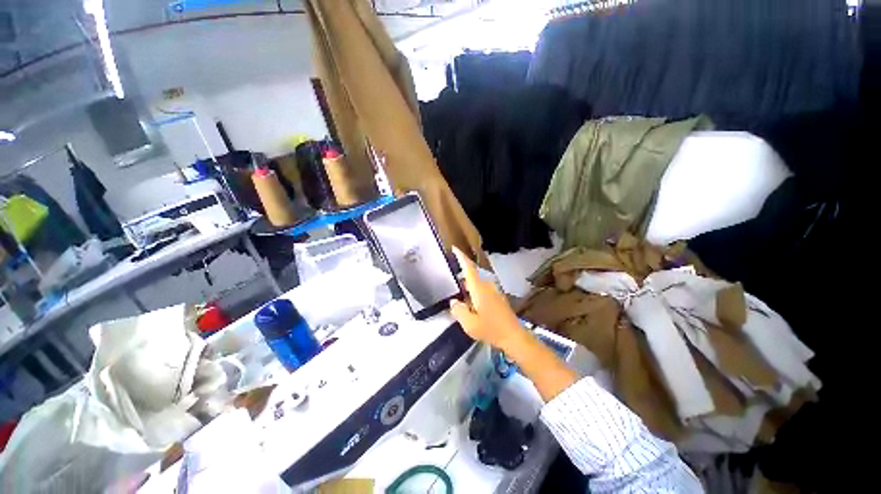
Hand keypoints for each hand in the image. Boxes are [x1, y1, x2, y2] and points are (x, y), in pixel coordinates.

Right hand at [449, 246, 525, 350]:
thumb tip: (454, 301)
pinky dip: (474, 291)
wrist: (514, 336)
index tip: (454, 248)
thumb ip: (459, 310)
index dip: (461, 257)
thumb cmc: (491, 329)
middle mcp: (487, 286)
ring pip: (478, 282)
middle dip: (462, 273)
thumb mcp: (469, 324)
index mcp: (479, 288)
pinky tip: (471, 303)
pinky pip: (483, 289)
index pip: (469, 268)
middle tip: (451, 277)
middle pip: (473, 274)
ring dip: (468, 284)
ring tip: (459, 292)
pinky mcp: (498, 298)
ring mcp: (494, 291)